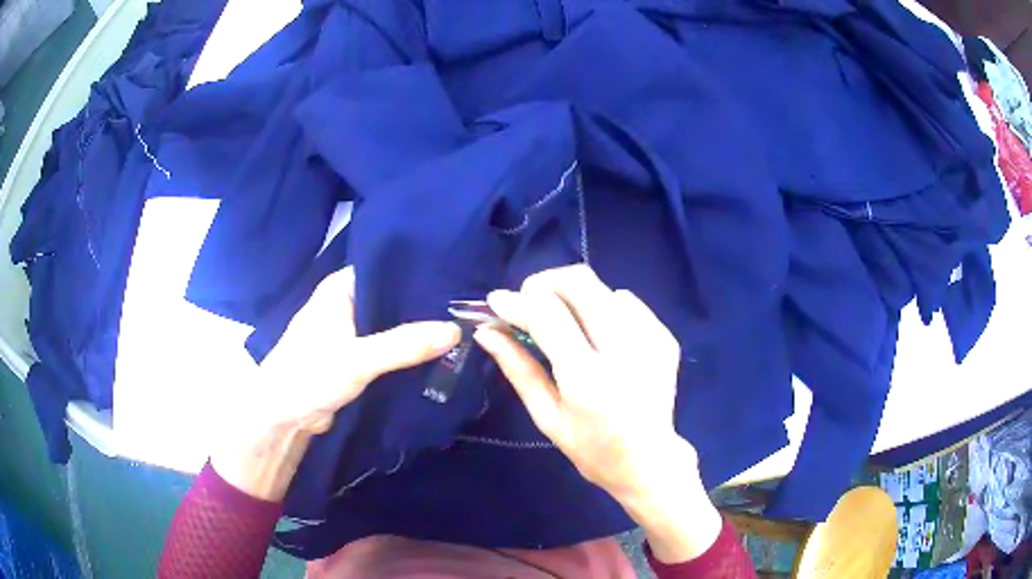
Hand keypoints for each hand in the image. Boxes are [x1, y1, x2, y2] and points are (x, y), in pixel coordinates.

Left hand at [211, 267, 459, 500]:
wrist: (285, 416)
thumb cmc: (309, 374)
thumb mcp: (358, 358)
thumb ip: (404, 345)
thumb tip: (457, 330)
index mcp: (341, 287)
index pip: (387, 268)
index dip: (420, 271)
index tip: (458, 277)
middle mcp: (348, 302)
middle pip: (394, 297)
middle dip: (425, 304)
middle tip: (469, 304)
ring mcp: (353, 330)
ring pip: (393, 324)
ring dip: (418, 329)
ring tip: (463, 323)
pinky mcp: (358, 355)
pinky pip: (390, 346)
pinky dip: (409, 349)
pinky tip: (440, 349)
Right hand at [474, 265, 721, 562]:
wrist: (649, 461)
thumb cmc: (591, 449)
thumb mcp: (546, 417)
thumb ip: (518, 368)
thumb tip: (487, 331)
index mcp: (588, 379)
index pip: (548, 316)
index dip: (516, 302)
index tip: (496, 302)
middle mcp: (624, 351)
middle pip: (580, 282)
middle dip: (545, 283)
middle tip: (529, 302)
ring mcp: (651, 340)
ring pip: (603, 288)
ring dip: (575, 298)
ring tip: (566, 325)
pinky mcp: (665, 338)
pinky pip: (628, 302)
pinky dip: (604, 308)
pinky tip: (600, 336)